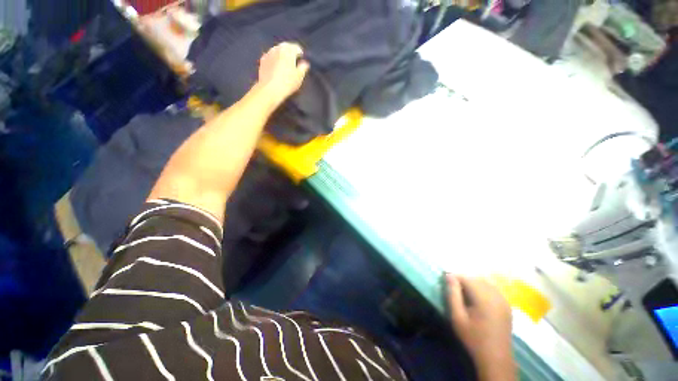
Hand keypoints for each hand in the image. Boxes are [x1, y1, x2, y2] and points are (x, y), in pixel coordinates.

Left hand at [256, 42, 309, 107]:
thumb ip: (303, 68)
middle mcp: (278, 48)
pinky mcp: (262, 60)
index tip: (302, 59)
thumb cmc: (288, 83)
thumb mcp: (299, 76)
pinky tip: (276, 67)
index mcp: (288, 50)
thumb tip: (305, 63)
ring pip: (277, 50)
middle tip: (294, 60)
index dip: (300, 53)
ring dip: (282, 54)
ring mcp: (268, 53)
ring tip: (285, 63)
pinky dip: (274, 59)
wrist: (270, 89)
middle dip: (290, 52)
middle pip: (286, 47)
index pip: (296, 48)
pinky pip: (270, 56)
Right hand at [446, 274, 515, 380]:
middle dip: (463, 279)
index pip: (467, 278)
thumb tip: (449, 276)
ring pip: (485, 282)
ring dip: (473, 283)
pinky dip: (482, 288)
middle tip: (453, 288)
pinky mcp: (506, 305)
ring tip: (464, 293)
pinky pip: (493, 289)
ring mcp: (503, 300)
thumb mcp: (457, 317)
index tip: (445, 280)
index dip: (455, 277)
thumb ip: (453, 294)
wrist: (495, 357)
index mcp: (484, 298)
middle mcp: (496, 295)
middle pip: (476, 278)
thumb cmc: (473, 337)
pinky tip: (477, 298)